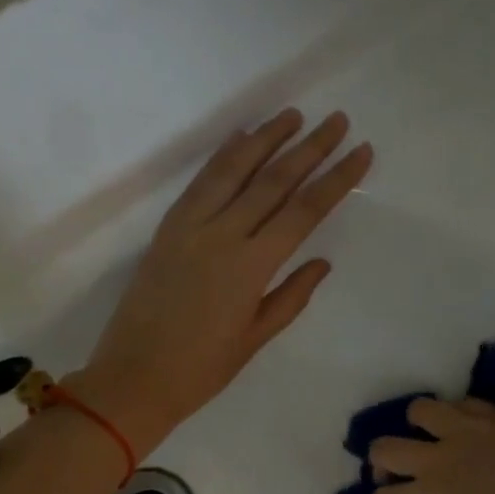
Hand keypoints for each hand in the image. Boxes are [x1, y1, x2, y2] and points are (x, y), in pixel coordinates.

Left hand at [72, 109, 371, 453]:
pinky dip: (223, 157)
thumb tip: (321, 261)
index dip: (336, 178)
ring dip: (266, 139)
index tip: (361, 151)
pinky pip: (200, 183)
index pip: (304, 211)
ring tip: (293, 115)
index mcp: (251, 267)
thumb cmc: (202, 369)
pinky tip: (241, 139)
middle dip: (310, 148)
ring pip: (233, 170)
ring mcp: (190, 227)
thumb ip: (291, 296)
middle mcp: (222, 236)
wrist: (133, 378)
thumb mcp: (256, 339)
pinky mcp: (167, 228)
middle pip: (274, 181)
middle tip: (337, 120)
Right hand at [366, 399, 494, 493]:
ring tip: (428, 439)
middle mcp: (437, 459)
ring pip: (420, 410)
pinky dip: (456, 415)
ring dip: (415, 425)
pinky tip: (466, 430)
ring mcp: (467, 431)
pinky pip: (465, 403)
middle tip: (391, 475)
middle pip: (385, 448)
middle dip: (379, 462)